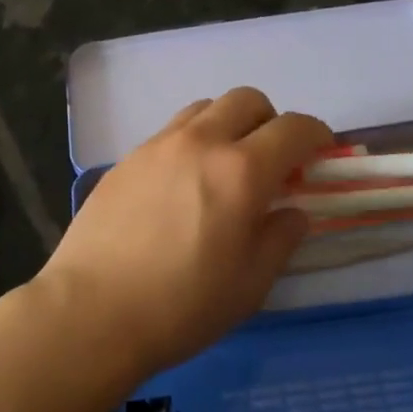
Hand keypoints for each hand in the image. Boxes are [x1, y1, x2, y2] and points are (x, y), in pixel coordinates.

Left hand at [36, 87, 332, 382]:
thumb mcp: (251, 283)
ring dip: (227, 125)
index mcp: (241, 171)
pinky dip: (190, 143)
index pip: (294, 128)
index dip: (316, 136)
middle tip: (271, 162)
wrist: (92, 312)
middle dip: (270, 122)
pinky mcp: (125, 160)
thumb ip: (280, 237)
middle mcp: (199, 143)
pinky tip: (181, 186)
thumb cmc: (182, 306)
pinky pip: (169, 133)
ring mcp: (156, 146)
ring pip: (204, 108)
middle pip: (247, 100)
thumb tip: (292, 211)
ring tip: (223, 168)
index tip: (320, 154)